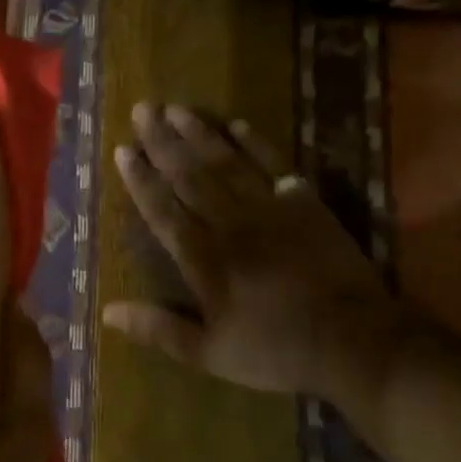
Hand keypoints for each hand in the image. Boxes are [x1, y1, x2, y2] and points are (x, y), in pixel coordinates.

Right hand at [102, 103, 413, 433]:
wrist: (353, 341)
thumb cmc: (275, 351)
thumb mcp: (209, 353)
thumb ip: (159, 329)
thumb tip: (107, 312)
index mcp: (203, 258)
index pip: (162, 209)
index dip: (140, 179)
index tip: (122, 149)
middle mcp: (229, 224)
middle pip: (189, 175)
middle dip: (162, 142)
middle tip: (142, 109)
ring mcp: (269, 209)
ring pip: (226, 162)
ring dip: (199, 133)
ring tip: (176, 108)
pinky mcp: (304, 204)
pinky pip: (274, 165)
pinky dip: (255, 143)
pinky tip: (236, 124)